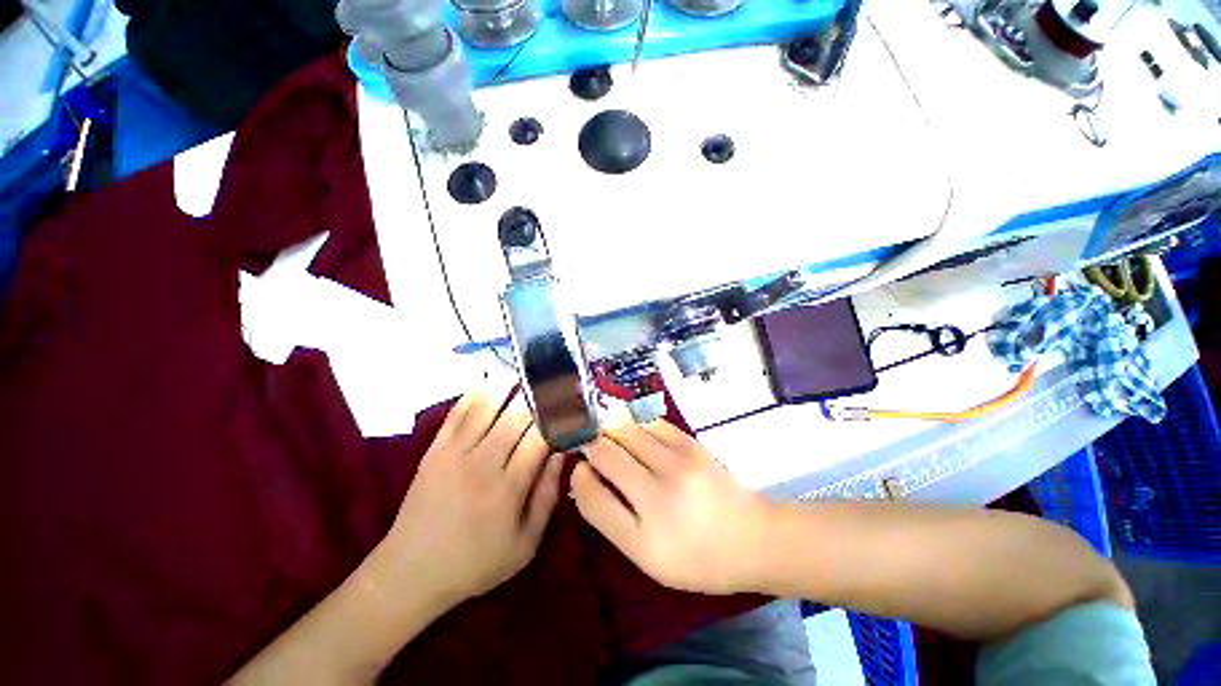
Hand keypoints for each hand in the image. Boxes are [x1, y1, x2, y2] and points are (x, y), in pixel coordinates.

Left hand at [384, 386, 563, 603]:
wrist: (410, 573)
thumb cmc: (475, 563)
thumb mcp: (525, 544)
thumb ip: (547, 497)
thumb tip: (561, 454)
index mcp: (508, 489)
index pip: (539, 438)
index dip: (557, 417)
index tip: (570, 405)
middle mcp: (482, 464)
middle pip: (516, 417)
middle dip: (537, 397)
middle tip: (552, 383)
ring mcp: (454, 454)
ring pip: (486, 408)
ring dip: (507, 387)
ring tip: (523, 374)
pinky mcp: (433, 451)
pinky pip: (456, 414)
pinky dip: (473, 394)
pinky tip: (487, 381)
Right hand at [570, 421, 773, 594]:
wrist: (753, 538)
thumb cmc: (697, 556)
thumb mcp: (647, 555)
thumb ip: (611, 517)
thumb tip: (584, 476)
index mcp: (645, 537)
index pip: (593, 496)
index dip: (579, 477)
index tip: (578, 468)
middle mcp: (659, 495)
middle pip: (607, 453)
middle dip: (591, 444)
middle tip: (589, 445)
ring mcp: (678, 464)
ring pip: (627, 432)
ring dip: (611, 430)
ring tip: (610, 435)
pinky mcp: (692, 445)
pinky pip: (652, 424)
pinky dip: (637, 425)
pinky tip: (636, 432)